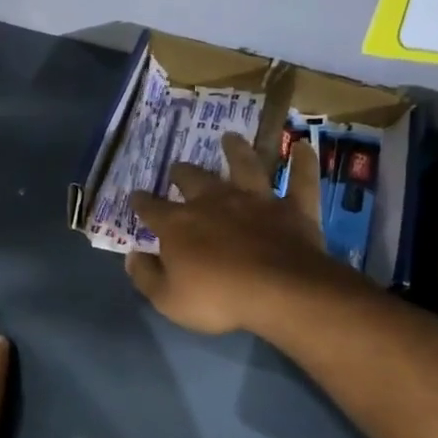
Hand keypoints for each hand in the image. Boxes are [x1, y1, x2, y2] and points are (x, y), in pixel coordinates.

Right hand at [126, 132, 339, 335]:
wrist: (279, 292)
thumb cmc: (217, 298)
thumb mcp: (168, 299)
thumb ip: (147, 276)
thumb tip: (132, 256)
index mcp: (178, 225)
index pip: (152, 209)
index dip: (141, 203)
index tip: (136, 197)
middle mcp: (213, 202)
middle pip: (194, 180)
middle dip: (183, 173)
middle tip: (179, 168)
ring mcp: (255, 201)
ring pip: (245, 166)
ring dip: (237, 151)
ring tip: (230, 138)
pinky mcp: (293, 208)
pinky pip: (301, 180)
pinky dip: (303, 163)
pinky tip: (305, 146)